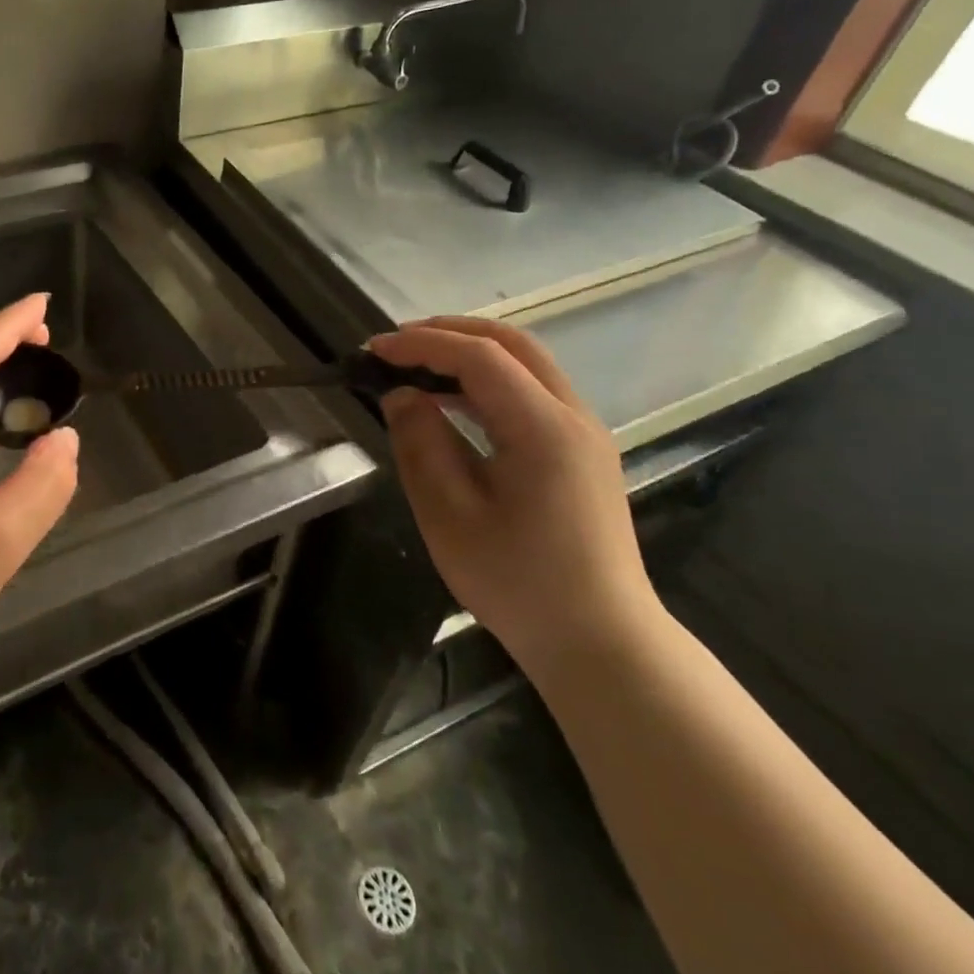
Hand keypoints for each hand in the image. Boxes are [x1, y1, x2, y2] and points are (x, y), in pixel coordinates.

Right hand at [369, 317, 656, 672]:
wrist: (600, 641)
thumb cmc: (518, 583)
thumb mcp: (450, 516)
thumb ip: (421, 445)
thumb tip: (402, 395)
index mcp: (543, 428)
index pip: (479, 357)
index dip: (421, 344)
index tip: (373, 352)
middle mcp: (573, 416)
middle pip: (512, 343)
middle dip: (449, 332)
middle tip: (395, 345)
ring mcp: (584, 432)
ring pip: (527, 363)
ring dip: (469, 352)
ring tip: (415, 365)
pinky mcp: (582, 451)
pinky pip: (533, 391)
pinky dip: (489, 380)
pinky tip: (453, 401)